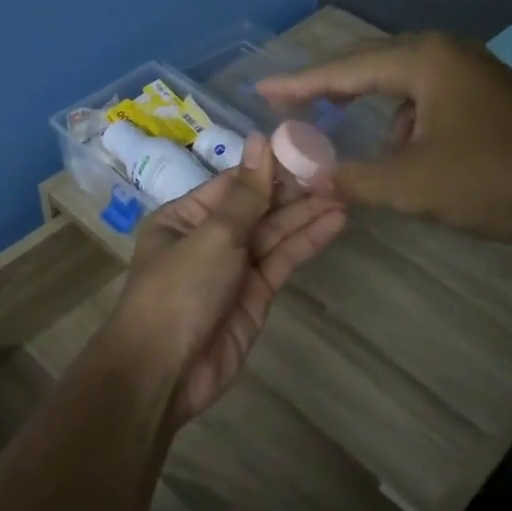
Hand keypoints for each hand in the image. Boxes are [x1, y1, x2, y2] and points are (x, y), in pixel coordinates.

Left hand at [110, 133, 346, 424]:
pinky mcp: (255, 296)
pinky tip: (335, 222)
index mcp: (185, 217)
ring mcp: (233, 268)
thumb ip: (246, 193)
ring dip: (307, 215)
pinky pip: (282, 261)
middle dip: (293, 192)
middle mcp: (208, 238)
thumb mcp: (212, 235)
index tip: (306, 147)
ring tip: (346, 193)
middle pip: (257, 208)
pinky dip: (306, 242)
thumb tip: (260, 140)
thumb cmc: (178, 290)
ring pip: (274, 234)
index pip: (233, 183)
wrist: (165, 370)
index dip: (269, 167)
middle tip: (337, 172)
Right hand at [257, 32, 511, 243]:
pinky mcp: (486, 97)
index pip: (343, 69)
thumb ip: (351, 178)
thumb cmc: (496, 180)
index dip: (298, 84)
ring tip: (336, 125)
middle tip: (289, 103)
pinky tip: (397, 148)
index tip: (260, 91)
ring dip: (366, 104)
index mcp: (423, 60)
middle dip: (328, 86)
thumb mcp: (412, 184)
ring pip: (399, 82)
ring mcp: (470, 73)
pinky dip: (399, 119)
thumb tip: (305, 176)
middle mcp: (445, 54)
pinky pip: (424, 98)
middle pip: (369, 64)